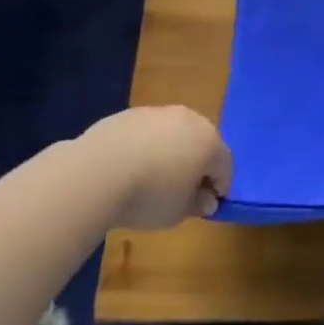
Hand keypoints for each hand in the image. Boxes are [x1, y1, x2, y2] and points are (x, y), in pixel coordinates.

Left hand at [81, 105, 233, 228]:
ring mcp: (160, 112)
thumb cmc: (149, 195)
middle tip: (184, 189)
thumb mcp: (178, 212)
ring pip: (174, 133)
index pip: (225, 165)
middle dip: (198, 164)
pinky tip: (131, 166)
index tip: (209, 204)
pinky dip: (147, 146)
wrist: (98, 171)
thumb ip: (197, 204)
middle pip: (202, 142)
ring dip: (172, 152)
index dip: (220, 185)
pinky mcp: (132, 113)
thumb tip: (207, 199)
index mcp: (209, 142)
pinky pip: (148, 132)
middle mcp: (190, 120)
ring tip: (154, 177)